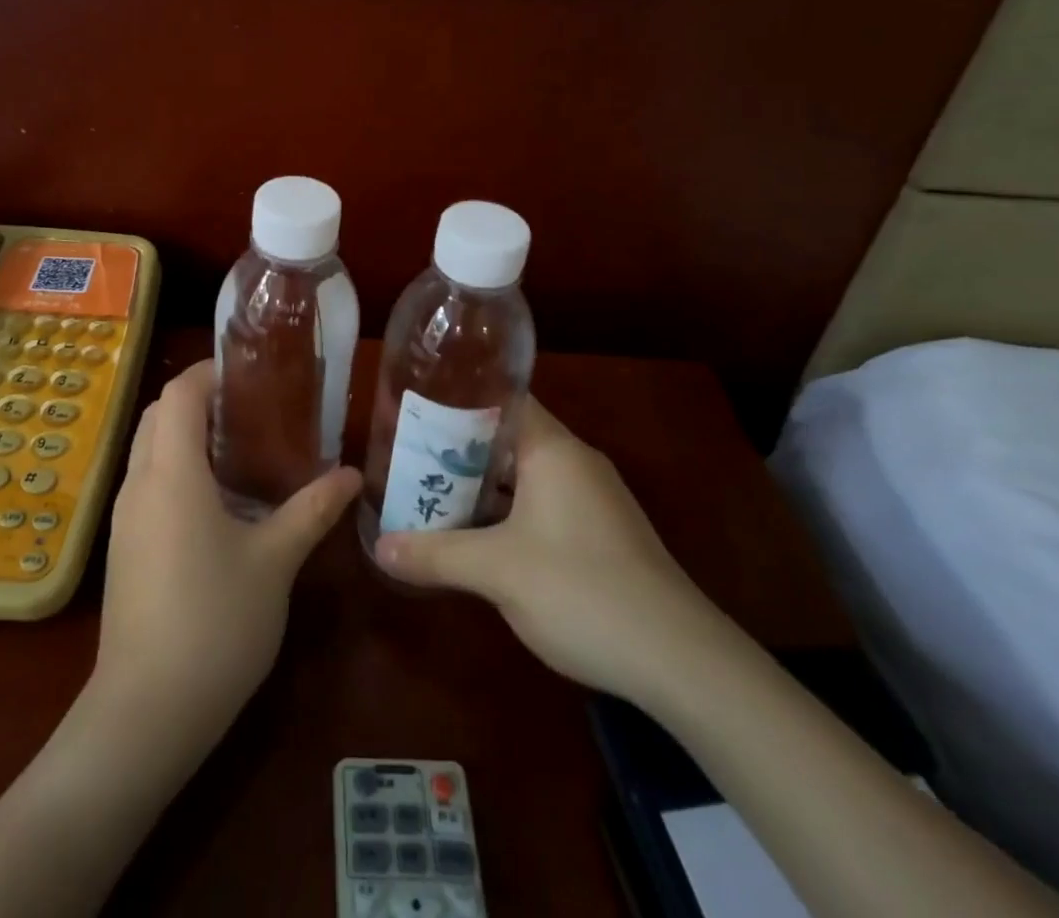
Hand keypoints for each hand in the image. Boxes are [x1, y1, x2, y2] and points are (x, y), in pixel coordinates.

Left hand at [95, 361, 361, 737]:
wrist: (146, 713)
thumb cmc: (215, 623)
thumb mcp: (275, 562)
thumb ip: (312, 511)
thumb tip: (351, 475)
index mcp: (172, 473)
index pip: (178, 393)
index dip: (209, 372)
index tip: (250, 374)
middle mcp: (139, 484)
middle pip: (157, 415)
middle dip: (199, 401)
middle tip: (252, 409)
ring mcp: (124, 518)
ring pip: (149, 450)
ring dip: (186, 436)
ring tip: (242, 448)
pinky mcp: (123, 548)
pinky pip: (147, 484)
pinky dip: (177, 470)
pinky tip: (218, 502)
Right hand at [374, 399, 730, 702]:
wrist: (680, 660)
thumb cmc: (582, 590)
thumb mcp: (497, 571)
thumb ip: (435, 554)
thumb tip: (379, 547)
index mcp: (553, 449)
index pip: (501, 398)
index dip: (456, 398)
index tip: (415, 407)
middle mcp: (574, 462)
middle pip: (506, 437)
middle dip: (458, 447)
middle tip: (408, 454)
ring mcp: (591, 499)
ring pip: (523, 475)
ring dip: (481, 484)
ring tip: (429, 490)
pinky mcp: (599, 534)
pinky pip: (541, 504)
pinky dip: (506, 510)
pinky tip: (476, 533)